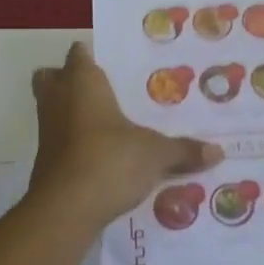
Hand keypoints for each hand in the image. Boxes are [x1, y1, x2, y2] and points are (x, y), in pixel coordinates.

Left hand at [30, 42, 222, 226]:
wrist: (65, 209)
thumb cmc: (110, 160)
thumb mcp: (155, 154)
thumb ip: (184, 150)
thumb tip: (218, 151)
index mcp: (83, 83)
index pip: (79, 55)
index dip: (89, 55)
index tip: (109, 60)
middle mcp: (58, 100)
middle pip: (51, 77)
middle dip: (67, 79)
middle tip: (99, 88)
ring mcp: (47, 131)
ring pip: (51, 109)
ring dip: (69, 112)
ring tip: (103, 122)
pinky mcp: (44, 161)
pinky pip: (57, 141)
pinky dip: (72, 143)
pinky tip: (98, 155)